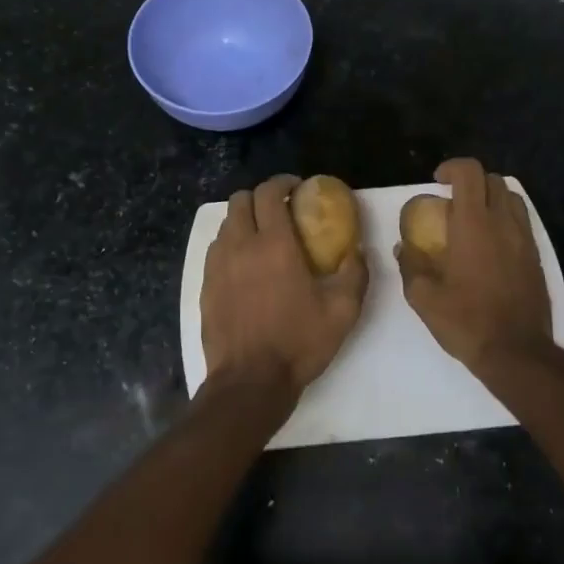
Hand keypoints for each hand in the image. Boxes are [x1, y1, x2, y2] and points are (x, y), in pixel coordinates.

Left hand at [201, 174, 367, 392]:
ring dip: (245, 220)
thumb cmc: (298, 343)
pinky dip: (231, 244)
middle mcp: (240, 246)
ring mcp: (217, 265)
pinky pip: (216, 249)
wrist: (250, 381)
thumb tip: (358, 249)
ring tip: (264, 236)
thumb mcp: (343, 311)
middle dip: (261, 197)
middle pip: (241, 200)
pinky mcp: (205, 285)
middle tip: (281, 210)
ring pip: (226, 224)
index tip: (297, 188)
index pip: (269, 193)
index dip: (282, 183)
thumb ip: (355, 273)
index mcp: (274, 245)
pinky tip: (246, 265)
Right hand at [396, 158, 551, 372]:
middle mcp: (503, 224)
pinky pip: (522, 222)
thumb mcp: (424, 298)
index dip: (452, 167)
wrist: (516, 352)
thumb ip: (411, 266)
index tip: (437, 181)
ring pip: (512, 198)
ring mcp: (524, 240)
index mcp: (474, 225)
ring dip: (491, 198)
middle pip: (493, 180)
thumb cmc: (466, 322)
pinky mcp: (536, 257)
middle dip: (471, 181)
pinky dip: (505, 219)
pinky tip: (490, 244)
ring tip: (473, 218)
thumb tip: (403, 247)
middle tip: (451, 200)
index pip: (469, 173)